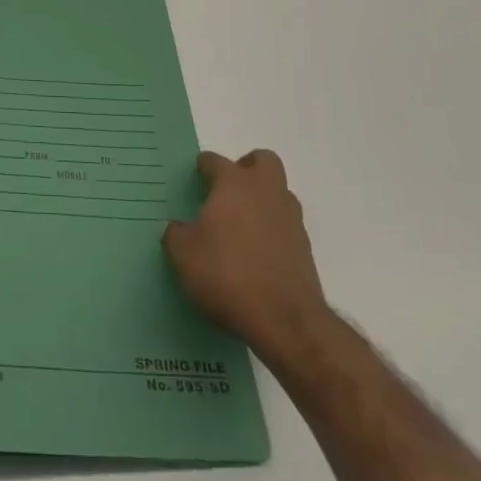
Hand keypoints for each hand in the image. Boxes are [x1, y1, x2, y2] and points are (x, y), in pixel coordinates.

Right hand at [162, 149, 333, 365]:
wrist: (285, 320)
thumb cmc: (227, 274)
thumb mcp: (183, 255)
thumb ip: (175, 234)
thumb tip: (177, 228)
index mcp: (234, 184)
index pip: (215, 161)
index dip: (202, 168)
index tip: (194, 180)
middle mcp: (266, 192)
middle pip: (263, 161)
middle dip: (246, 168)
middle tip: (227, 190)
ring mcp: (290, 218)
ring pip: (279, 192)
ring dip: (262, 200)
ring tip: (240, 225)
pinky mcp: (305, 247)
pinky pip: (285, 224)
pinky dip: (272, 230)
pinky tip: (255, 253)